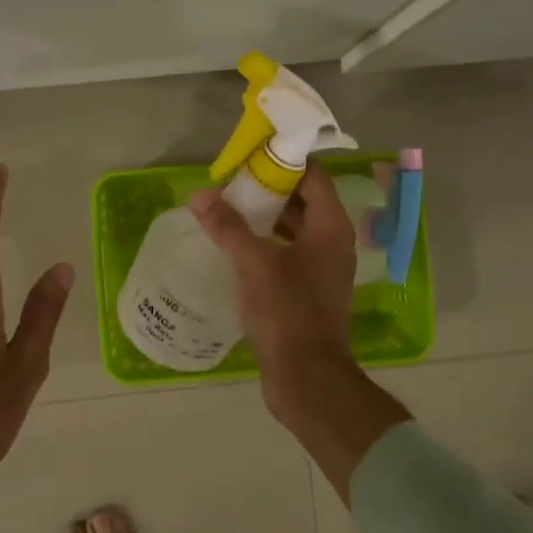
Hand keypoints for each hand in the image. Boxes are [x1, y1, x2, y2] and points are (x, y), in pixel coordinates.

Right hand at [189, 164, 409, 500]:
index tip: (249, 154)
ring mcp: (321, 269)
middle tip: (229, 182)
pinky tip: (234, 247)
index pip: (313, 175)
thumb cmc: (287, 313)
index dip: (284, 160)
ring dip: (263, 218)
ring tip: (225, 210)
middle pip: (302, 200)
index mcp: (331, 227)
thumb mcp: (255, 264)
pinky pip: (286, 254)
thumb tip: (199, 196)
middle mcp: (332, 242)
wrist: (307, 377)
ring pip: (293, 229)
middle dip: (267, 189)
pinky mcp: (307, 291)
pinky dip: (264, 244)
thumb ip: (228, 227)